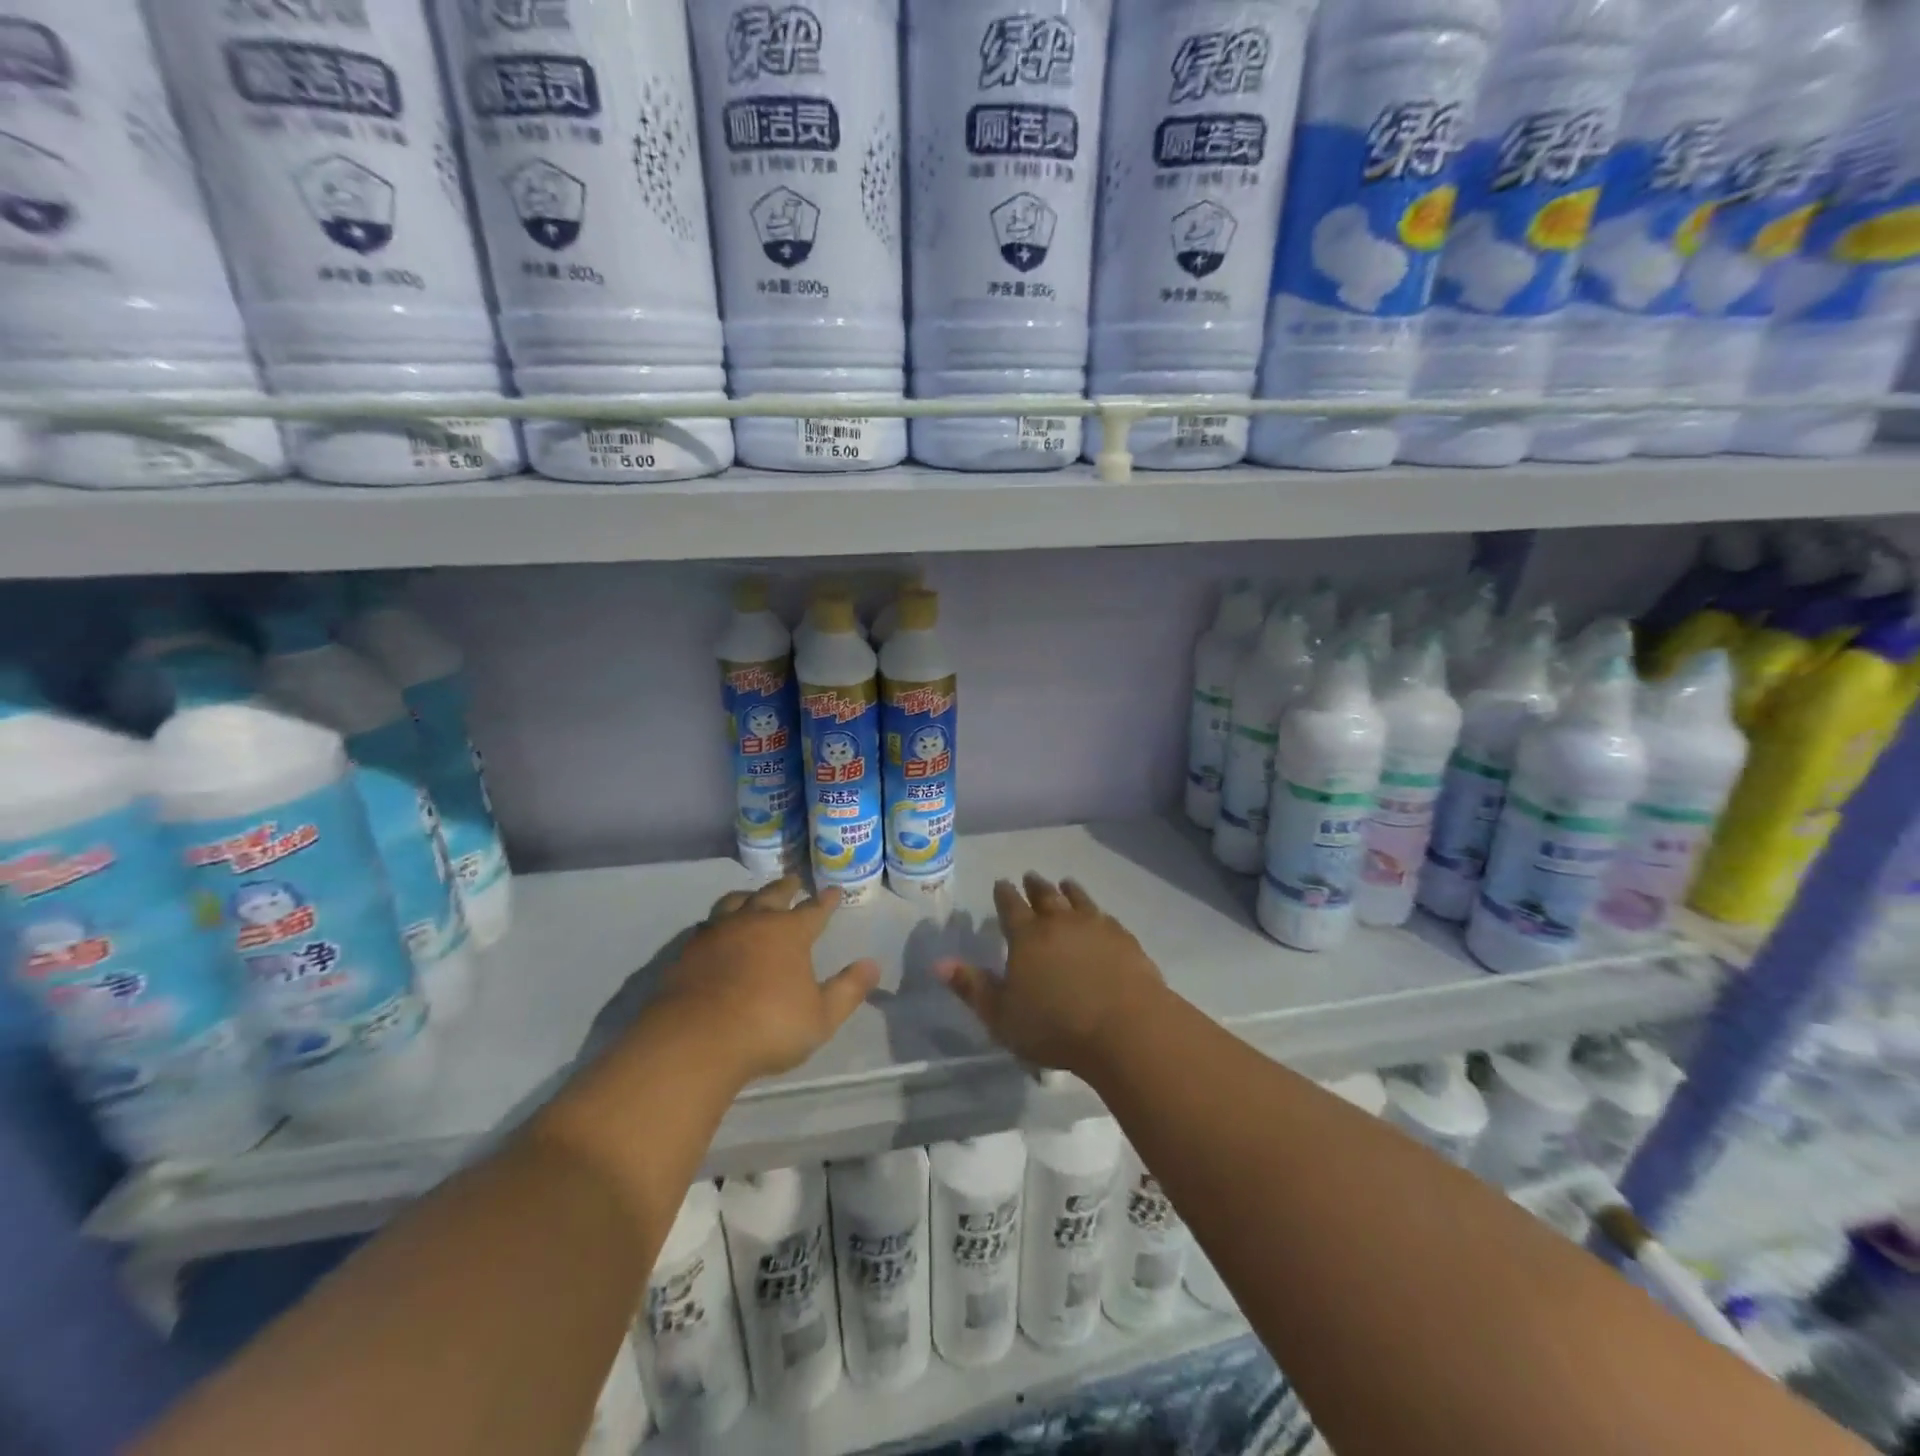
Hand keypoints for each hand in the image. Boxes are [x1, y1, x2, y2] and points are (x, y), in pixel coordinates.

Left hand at [653, 876, 879, 1085]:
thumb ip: (848, 990)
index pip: (813, 910)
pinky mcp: (688, 951)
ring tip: (752, 896)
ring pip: (735, 902)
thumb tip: (873, 964)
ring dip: (749, 896)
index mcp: (789, 933)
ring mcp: (717, 933)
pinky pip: (708, 924)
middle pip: (772, 895)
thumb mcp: (821, 1017)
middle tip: (794, 880)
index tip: (834, 890)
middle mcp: (754, 922)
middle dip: (786, 887)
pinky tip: (717, 929)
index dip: (826, 901)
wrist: (696, 1041)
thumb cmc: (768, 1027)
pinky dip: (720, 920)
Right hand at [934, 873, 1166, 1076]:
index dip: (1004, 894)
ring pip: (1078, 899)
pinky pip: (1105, 917)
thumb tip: (939, 963)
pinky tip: (1100, 916)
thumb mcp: (1001, 1016)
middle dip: (1034, 886)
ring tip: (1065, 883)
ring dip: (1069, 890)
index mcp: (1026, 936)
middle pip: (1045, 896)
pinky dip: (1097, 911)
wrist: (1125, 1028)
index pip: (1010, 906)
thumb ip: (972, 988)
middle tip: (1030, 877)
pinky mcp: (1124, 939)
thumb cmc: (1055, 1027)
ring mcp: (1095, 927)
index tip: (1001, 883)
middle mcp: (1059, 922)